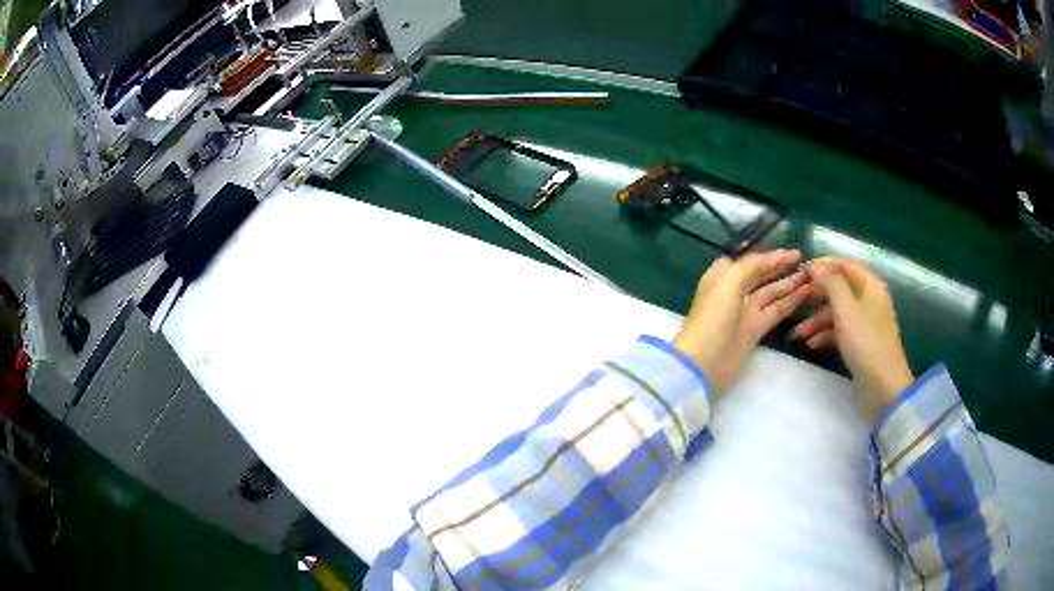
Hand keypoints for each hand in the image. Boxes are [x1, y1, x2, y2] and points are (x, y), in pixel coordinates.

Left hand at [674, 249, 810, 393]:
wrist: (705, 361)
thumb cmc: (713, 316)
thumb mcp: (729, 281)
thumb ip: (752, 265)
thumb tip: (772, 256)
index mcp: (722, 275)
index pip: (750, 260)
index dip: (770, 255)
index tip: (793, 253)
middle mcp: (734, 290)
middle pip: (761, 274)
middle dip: (781, 267)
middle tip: (805, 262)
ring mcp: (745, 311)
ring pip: (771, 293)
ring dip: (789, 284)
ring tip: (810, 277)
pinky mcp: (755, 330)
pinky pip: (776, 311)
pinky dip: (790, 302)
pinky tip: (805, 294)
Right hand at [792, 257, 913, 417]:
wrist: (883, 385)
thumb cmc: (865, 342)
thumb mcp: (846, 309)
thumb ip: (831, 283)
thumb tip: (817, 267)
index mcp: (869, 284)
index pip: (844, 265)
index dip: (822, 265)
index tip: (799, 271)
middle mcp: (868, 298)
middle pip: (839, 288)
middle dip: (816, 295)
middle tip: (795, 301)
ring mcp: (865, 321)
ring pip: (837, 312)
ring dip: (816, 320)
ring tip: (797, 335)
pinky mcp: (861, 341)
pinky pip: (840, 330)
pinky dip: (825, 334)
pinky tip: (811, 345)